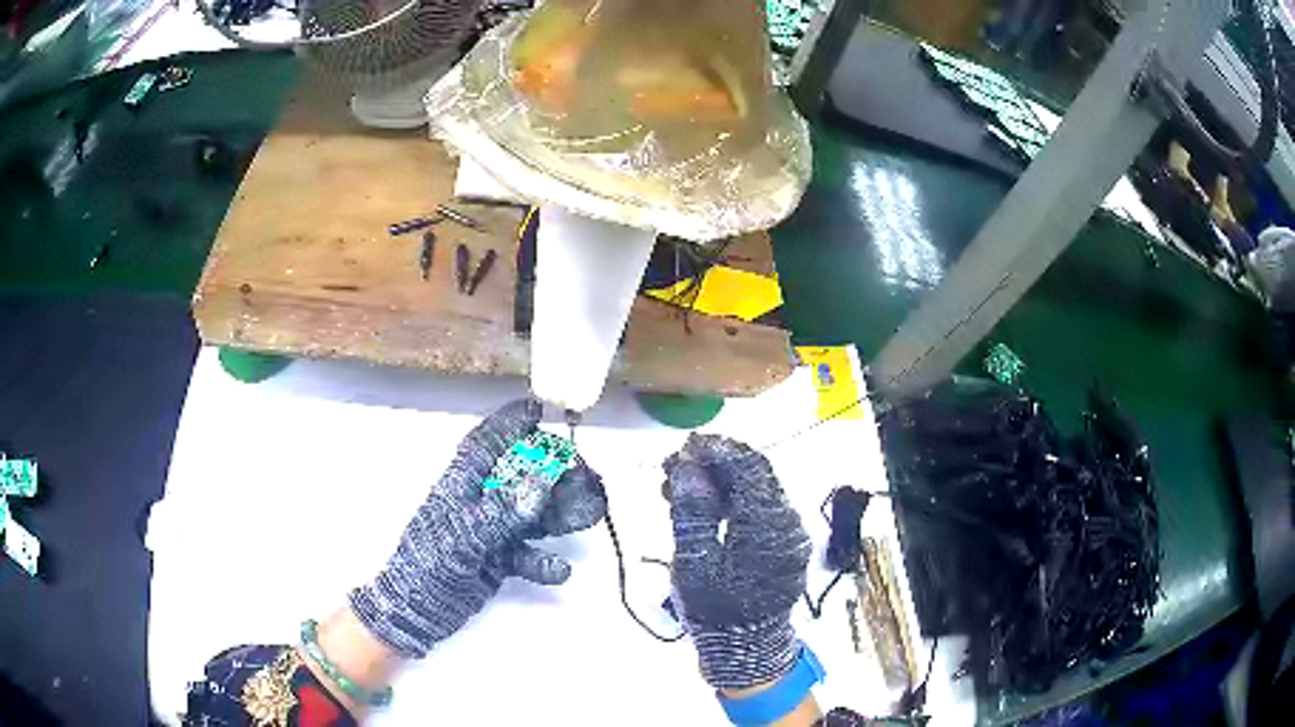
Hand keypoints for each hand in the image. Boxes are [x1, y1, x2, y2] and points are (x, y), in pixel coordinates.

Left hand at [349, 399, 605, 657]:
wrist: (415, 614)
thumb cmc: (427, 567)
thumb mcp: (461, 537)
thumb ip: (501, 510)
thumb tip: (542, 479)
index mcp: (462, 485)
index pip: (487, 443)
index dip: (511, 422)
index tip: (540, 409)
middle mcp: (479, 502)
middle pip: (522, 476)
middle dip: (556, 473)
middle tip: (589, 478)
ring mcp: (489, 531)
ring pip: (532, 513)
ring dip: (561, 513)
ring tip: (591, 514)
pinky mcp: (497, 560)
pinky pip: (528, 552)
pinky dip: (544, 560)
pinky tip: (557, 571)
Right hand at [663, 434, 811, 689]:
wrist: (745, 650)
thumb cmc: (715, 609)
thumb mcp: (694, 561)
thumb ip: (692, 510)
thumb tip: (687, 466)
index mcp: (768, 524)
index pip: (748, 468)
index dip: (717, 449)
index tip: (683, 446)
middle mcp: (787, 522)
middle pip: (755, 475)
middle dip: (715, 463)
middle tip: (675, 465)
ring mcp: (788, 534)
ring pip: (755, 490)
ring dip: (720, 481)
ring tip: (678, 485)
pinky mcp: (782, 545)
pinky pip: (758, 510)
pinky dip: (730, 501)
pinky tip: (701, 506)